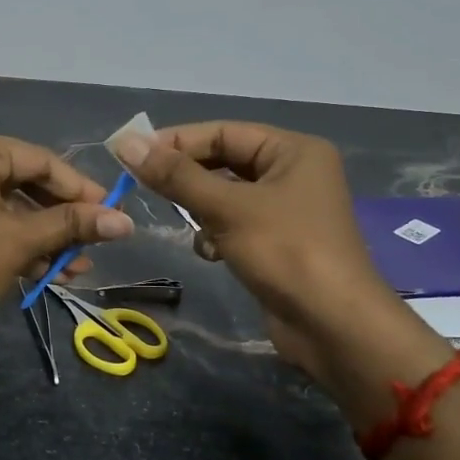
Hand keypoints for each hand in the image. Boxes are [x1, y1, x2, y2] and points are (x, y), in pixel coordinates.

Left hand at [0, 131, 133, 337]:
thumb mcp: (22, 241)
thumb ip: (73, 225)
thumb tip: (126, 221)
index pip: (38, 160)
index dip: (79, 188)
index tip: (111, 210)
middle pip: (22, 183)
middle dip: (60, 219)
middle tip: (95, 240)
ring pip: (4, 207)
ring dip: (41, 237)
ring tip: (76, 268)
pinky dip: (12, 241)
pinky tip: (46, 271)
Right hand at [115, 121, 421, 395]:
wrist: (334, 327)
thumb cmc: (286, 252)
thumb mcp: (227, 209)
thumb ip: (176, 176)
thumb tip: (126, 143)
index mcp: (293, 151)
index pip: (223, 132)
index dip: (177, 141)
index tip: (132, 154)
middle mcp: (293, 173)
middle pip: (225, 162)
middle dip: (188, 178)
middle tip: (144, 186)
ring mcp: (287, 210)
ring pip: (226, 196)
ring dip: (202, 210)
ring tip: (190, 225)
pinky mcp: (278, 243)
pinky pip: (235, 224)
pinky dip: (217, 234)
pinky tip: (211, 252)